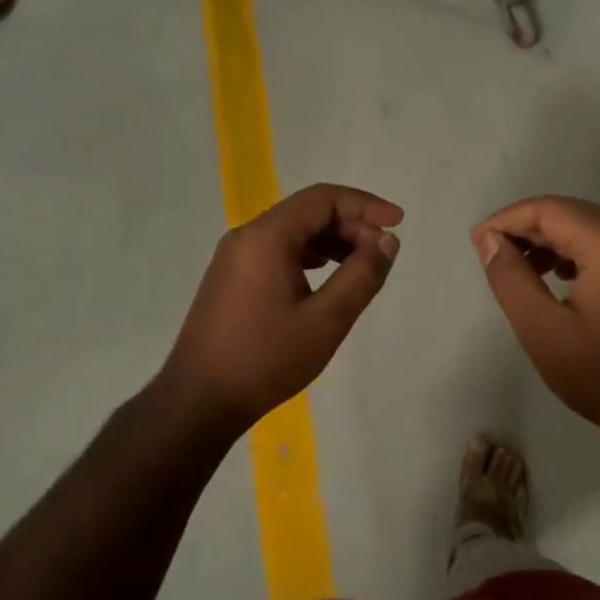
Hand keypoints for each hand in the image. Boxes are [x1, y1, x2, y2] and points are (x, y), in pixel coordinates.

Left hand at [162, 185, 402, 434]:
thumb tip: (387, 241)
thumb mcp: (327, 320)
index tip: (398, 223)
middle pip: (307, 211)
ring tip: (361, 266)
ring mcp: (234, 258)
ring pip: (292, 231)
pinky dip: (309, 255)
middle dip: (351, 225)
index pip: (323, 199)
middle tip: (382, 253)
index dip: (366, 205)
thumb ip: (362, 275)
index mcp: (267, 237)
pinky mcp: (231, 278)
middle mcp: (247, 237)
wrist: (200, 400)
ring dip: (331, 240)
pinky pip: (277, 250)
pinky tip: (325, 278)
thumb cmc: (267, 359)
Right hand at [473, 196, 599, 453]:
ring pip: (592, 230)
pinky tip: (557, 278)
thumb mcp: (544, 331)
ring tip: (520, 268)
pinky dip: (577, 253)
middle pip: (574, 214)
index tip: (478, 241)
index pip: (552, 210)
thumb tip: (490, 240)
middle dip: (529, 227)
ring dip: (553, 240)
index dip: (509, 219)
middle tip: (493, 252)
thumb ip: (512, 279)